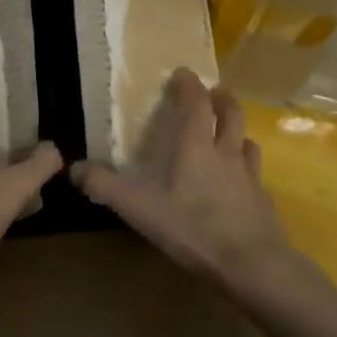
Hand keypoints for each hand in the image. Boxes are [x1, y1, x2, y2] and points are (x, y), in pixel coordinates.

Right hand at [72, 69, 295, 291]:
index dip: (190, 85)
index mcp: (196, 146)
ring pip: (247, 141)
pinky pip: (255, 172)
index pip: (196, 104)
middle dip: (221, 99)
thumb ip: (105, 186)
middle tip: (214, 93)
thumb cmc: (192, 227)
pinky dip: (246, 167)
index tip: (184, 73)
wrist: (250, 262)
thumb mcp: (139, 208)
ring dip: (237, 131)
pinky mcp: (262, 199)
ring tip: (229, 134)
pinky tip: (240, 181)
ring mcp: (249, 176)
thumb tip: (74, 168)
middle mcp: (226, 152)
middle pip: (231, 114)